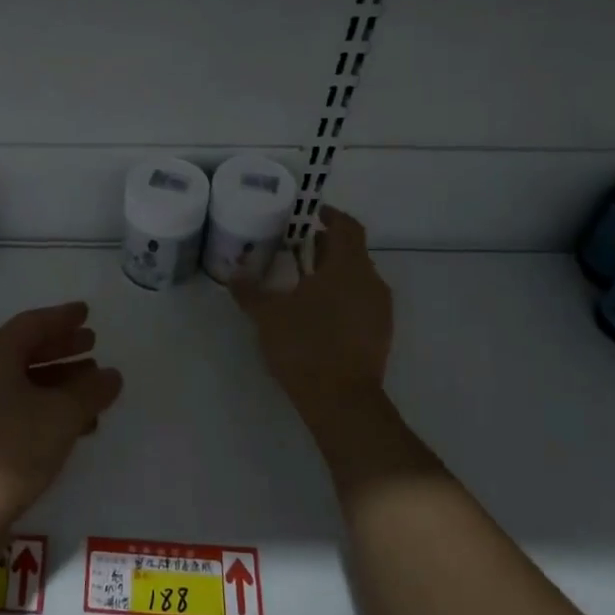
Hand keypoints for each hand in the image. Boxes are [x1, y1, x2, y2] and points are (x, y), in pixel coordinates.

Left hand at [0, 301, 124, 524]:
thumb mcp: (62, 415)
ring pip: (24, 382)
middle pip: (26, 350)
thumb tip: (111, 375)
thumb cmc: (13, 448)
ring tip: (93, 386)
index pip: (32, 324)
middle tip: (92, 344)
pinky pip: (19, 409)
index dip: (62, 317)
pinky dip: (48, 408)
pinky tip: (77, 426)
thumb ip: (91, 391)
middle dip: (61, 347)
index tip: (86, 312)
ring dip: (59, 381)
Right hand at [232, 206, 393, 421]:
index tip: (313, 214)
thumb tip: (233, 273)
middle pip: (353, 252)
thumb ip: (250, 291)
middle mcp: (370, 281)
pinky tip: (318, 311)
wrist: (342, 400)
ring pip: (358, 277)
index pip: (347, 227)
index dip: (331, 216)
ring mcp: (379, 309)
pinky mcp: (380, 332)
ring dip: (334, 272)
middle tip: (298, 247)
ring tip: (304, 280)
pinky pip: (362, 300)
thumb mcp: (268, 315)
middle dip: (327, 246)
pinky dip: (342, 295)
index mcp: (347, 267)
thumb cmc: (305, 346)